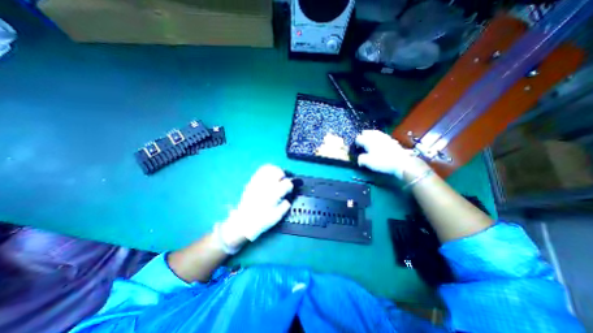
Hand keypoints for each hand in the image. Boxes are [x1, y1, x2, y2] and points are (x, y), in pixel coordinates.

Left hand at [220, 163, 293, 244]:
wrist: (243, 222)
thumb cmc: (261, 220)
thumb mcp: (277, 216)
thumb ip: (285, 205)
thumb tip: (288, 198)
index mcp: (274, 194)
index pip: (287, 183)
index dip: (290, 186)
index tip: (289, 190)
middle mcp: (266, 185)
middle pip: (278, 172)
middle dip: (284, 175)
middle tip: (284, 181)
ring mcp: (258, 182)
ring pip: (269, 169)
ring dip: (276, 171)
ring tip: (277, 176)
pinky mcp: (252, 182)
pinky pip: (260, 171)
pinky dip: (267, 170)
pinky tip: (269, 176)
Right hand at [354, 130, 428, 179]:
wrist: (401, 162)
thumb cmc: (382, 161)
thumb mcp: (368, 162)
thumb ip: (361, 159)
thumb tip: (359, 159)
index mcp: (368, 141)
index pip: (358, 138)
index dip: (355, 143)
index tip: (356, 149)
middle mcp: (375, 136)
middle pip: (366, 132)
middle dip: (362, 136)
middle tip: (361, 144)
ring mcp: (384, 137)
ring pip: (374, 132)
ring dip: (370, 136)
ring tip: (369, 142)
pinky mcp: (391, 139)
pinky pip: (382, 135)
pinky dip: (378, 137)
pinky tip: (379, 143)